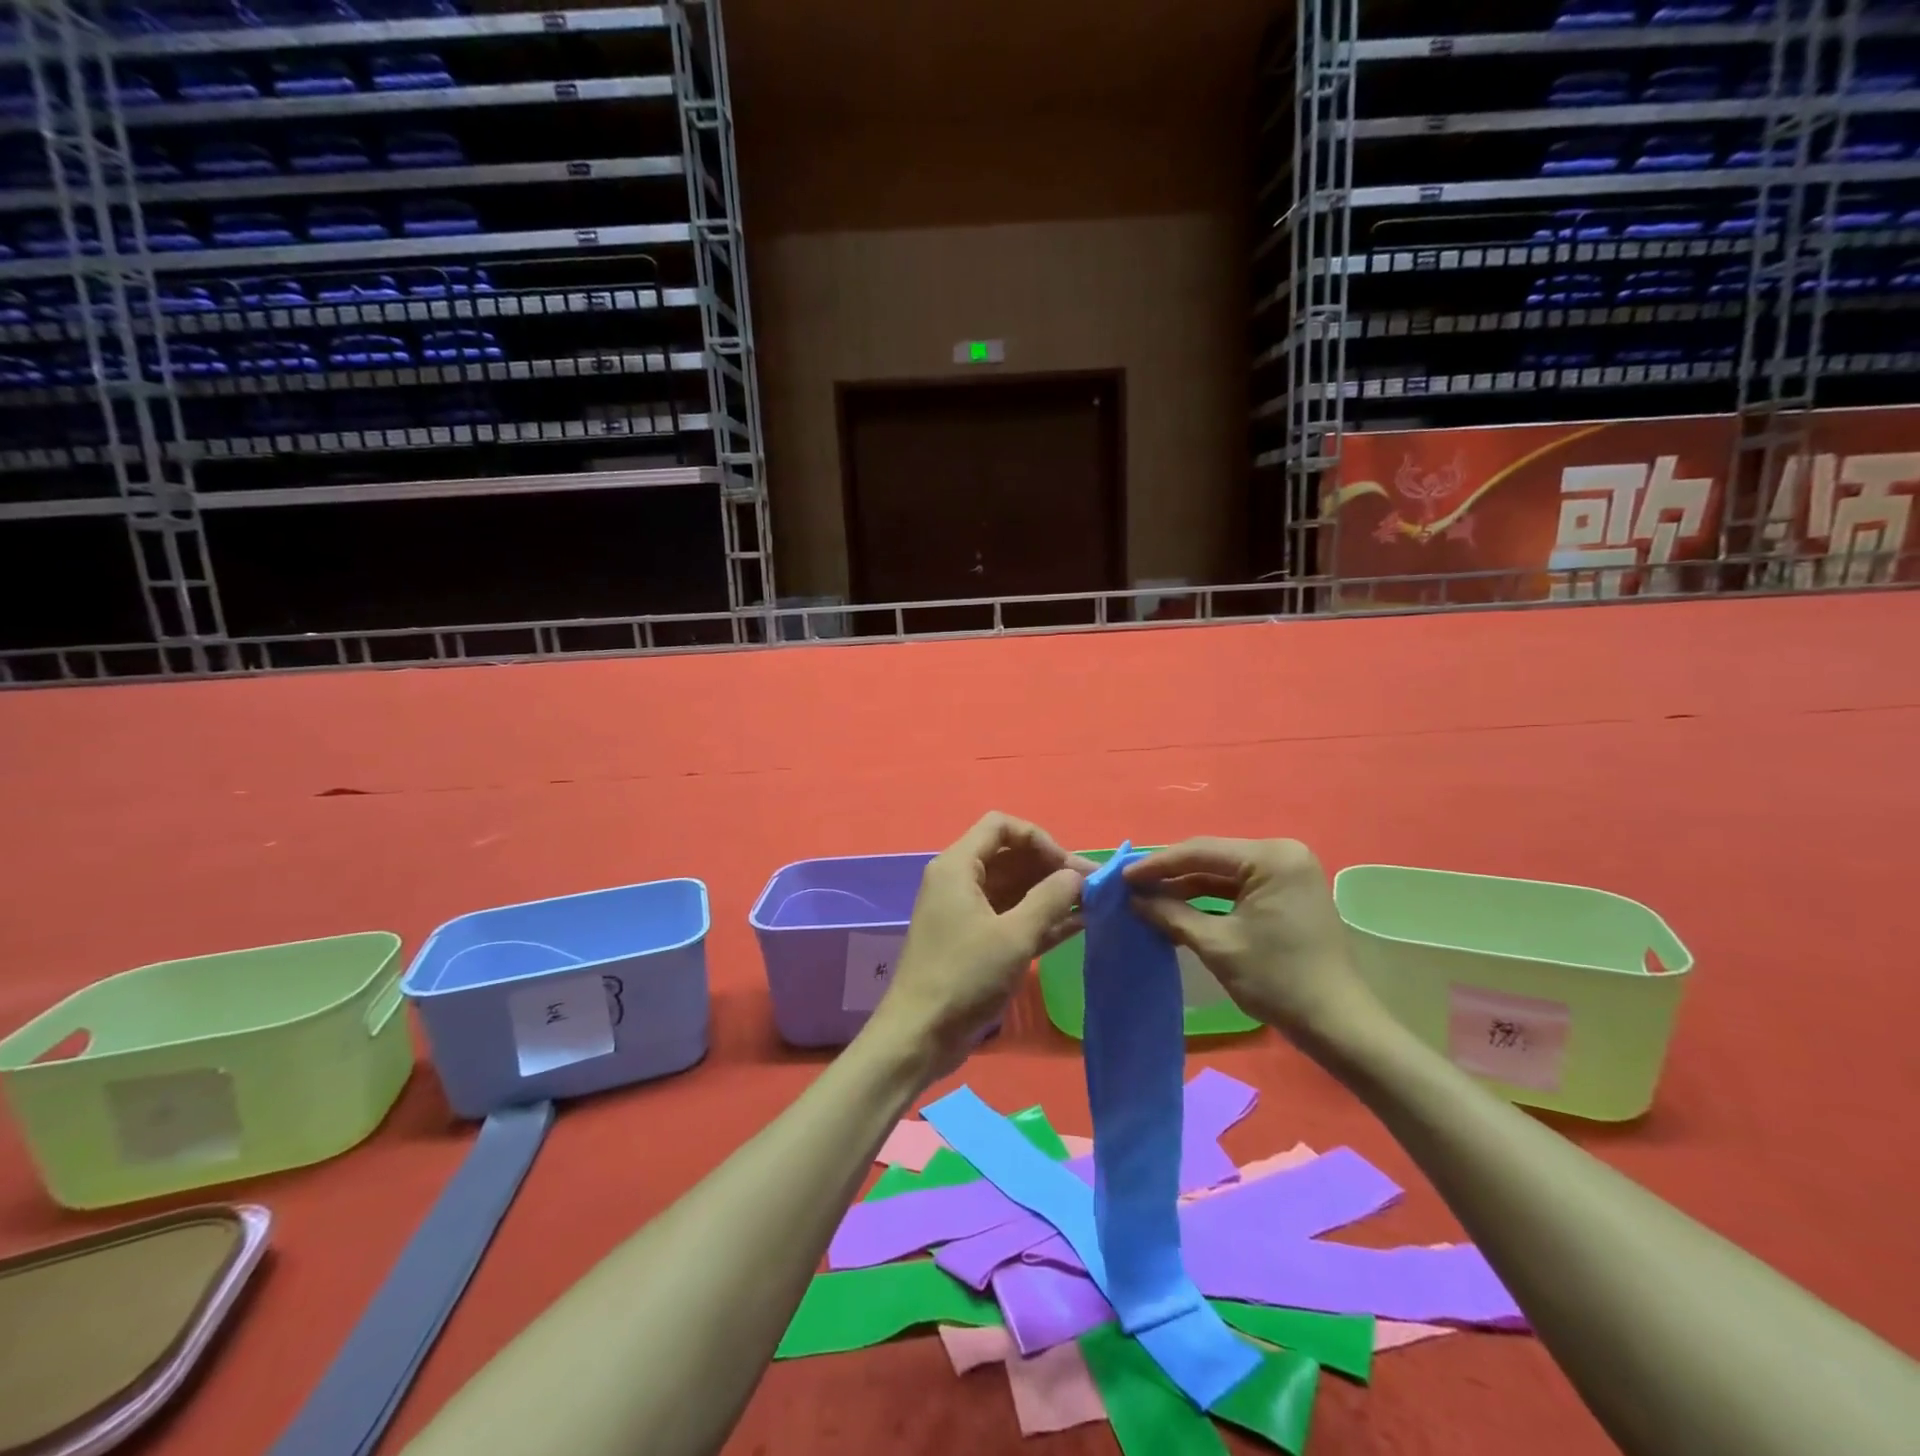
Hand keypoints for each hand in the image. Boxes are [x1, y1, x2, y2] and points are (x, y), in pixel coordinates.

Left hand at [868, 813, 1091, 1077]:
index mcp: (958, 866)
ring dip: (1051, 893)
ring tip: (1094, 904)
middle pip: (1010, 856)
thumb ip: (1050, 898)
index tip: (1066, 866)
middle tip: (1094, 887)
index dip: (1038, 839)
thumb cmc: (964, 976)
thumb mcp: (1014, 935)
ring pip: (1015, 887)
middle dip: (1051, 867)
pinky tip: (1078, 925)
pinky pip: (1012, 916)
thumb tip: (1077, 875)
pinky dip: (1041, 917)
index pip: (1001, 826)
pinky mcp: (975, 940)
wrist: (920, 1035)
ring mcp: (966, 911)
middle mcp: (959, 880)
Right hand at [1124, 837, 1385, 1054]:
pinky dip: (1209, 898)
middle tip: (1131, 886)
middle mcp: (1283, 854)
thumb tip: (1134, 900)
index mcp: (1271, 858)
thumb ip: (1171, 914)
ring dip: (1187, 886)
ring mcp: (1288, 873)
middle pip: (1212, 858)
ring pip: (1223, 873)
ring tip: (1147, 897)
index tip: (1122, 877)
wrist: (1337, 1024)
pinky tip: (1178, 907)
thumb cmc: (1277, 980)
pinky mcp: (1288, 893)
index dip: (1157, 865)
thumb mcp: (1217, 945)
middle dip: (1171, 874)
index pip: (1201, 852)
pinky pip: (1239, 887)